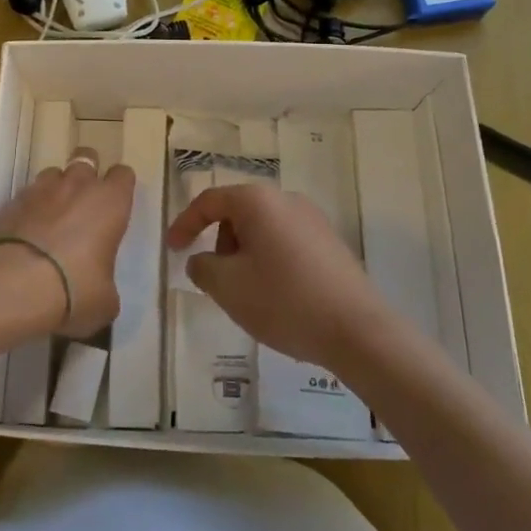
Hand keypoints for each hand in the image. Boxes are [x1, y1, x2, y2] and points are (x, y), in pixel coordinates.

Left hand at [0, 146, 134, 338]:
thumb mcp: (104, 301)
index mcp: (111, 202)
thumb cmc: (74, 289)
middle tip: (85, 201)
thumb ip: (106, 287)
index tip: (117, 205)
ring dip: (57, 188)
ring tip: (53, 215)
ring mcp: (41, 189)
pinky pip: (26, 195)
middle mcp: (78, 185)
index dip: (120, 187)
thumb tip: (99, 292)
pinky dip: (29, 208)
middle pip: (87, 158)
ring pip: (53, 172)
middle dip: (88, 173)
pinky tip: (26, 232)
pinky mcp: (11, 201)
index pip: (123, 175)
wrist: (15, 284)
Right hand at [165, 181, 392, 369]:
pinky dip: (270, 262)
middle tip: (217, 280)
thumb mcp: (228, 287)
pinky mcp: (331, 244)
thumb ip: (203, 267)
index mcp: (258, 201)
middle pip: (238, 213)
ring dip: (245, 255)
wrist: (358, 330)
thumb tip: (202, 259)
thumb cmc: (284, 300)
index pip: (210, 201)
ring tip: (248, 294)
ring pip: (263, 230)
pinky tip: (278, 298)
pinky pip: (286, 243)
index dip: (185, 224)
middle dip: (220, 243)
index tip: (172, 250)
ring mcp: (313, 220)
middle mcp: (287, 200)